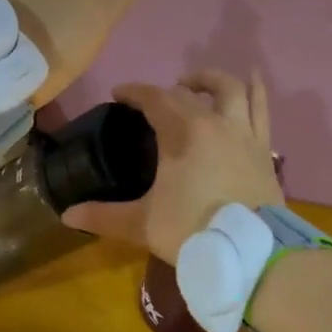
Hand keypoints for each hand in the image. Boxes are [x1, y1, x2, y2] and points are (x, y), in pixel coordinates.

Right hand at [64, 70, 283, 263]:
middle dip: (167, 90)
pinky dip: (256, 91)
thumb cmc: (193, 231)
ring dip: (212, 80)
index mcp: (182, 133)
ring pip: (231, 90)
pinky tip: (253, 79)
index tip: (118, 93)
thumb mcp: (143, 224)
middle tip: (155, 100)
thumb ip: (105, 216)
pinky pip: (262, 110)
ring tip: (198, 82)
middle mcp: (215, 123)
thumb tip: (67, 215)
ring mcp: (244, 134)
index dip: (135, 92)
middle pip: (189, 93)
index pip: (154, 99)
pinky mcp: (264, 149)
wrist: (252, 252)